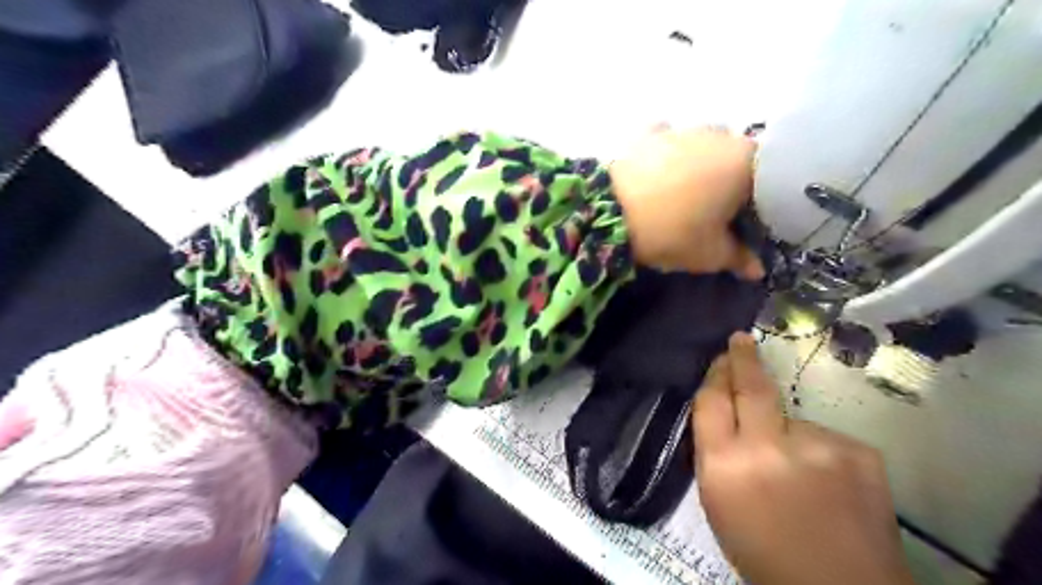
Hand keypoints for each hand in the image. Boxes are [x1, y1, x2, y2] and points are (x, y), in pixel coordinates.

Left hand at [612, 128, 761, 277]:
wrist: (609, 213)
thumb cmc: (672, 233)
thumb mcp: (709, 254)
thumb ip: (739, 258)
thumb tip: (758, 270)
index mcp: (745, 161)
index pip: (769, 177)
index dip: (760, 201)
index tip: (746, 221)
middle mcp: (719, 134)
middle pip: (736, 157)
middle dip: (731, 180)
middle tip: (715, 210)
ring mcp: (681, 129)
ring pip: (703, 144)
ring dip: (700, 163)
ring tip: (683, 192)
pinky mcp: (647, 132)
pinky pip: (666, 138)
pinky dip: (666, 150)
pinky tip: (657, 170)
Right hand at [695, 334, 913, 584]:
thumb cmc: (763, 552)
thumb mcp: (719, 504)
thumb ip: (715, 454)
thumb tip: (722, 411)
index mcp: (724, 465)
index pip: (710, 401)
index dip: (714, 376)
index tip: (720, 359)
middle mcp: (767, 447)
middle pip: (750, 386)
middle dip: (743, 358)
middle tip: (741, 340)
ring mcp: (817, 446)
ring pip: (792, 419)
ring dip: (789, 433)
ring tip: (800, 472)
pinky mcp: (858, 451)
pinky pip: (826, 438)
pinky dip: (821, 453)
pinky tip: (829, 485)